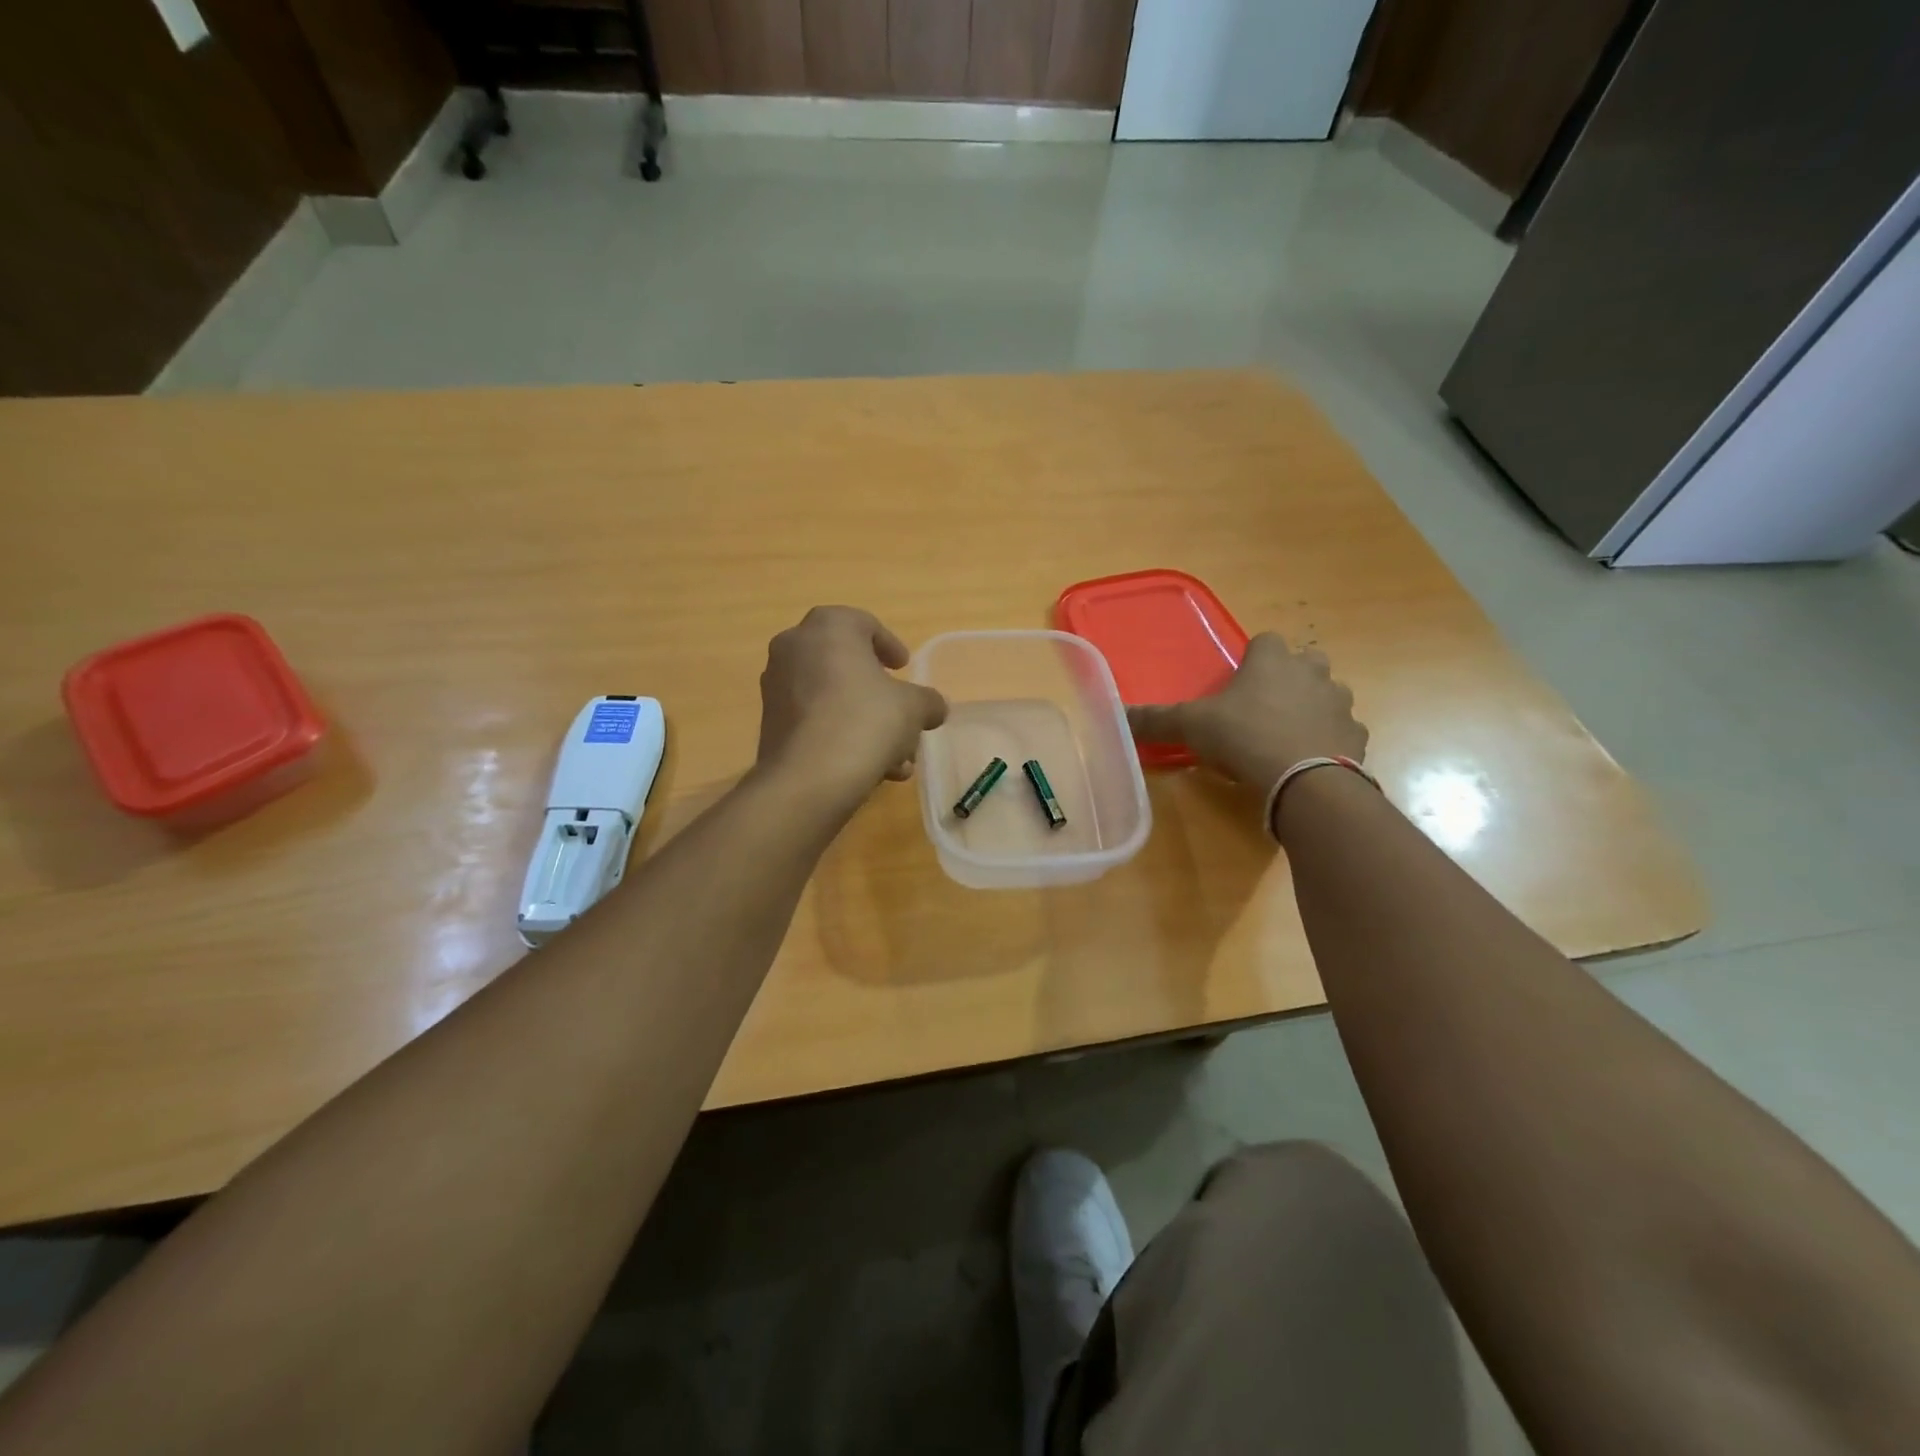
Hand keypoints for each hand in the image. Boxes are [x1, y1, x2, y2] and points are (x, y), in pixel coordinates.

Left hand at [755, 606, 948, 806]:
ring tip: (895, 757)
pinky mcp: (770, 723)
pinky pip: (814, 720)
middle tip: (900, 711)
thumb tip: (934, 707)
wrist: (808, 777)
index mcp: (829, 627)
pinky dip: (841, 736)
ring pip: (831, 698)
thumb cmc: (866, 722)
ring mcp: (776, 686)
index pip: (863, 624)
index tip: (904, 667)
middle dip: (877, 692)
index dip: (889, 645)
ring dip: (864, 722)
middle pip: (845, 664)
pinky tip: (870, 769)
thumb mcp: (914, 708)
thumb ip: (928, 701)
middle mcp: (794, 647)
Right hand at [1126, 633, 1366, 792]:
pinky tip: (1308, 762)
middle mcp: (1312, 673)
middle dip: (1290, 677)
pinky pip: (1342, 731)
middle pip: (1306, 661)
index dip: (1253, 658)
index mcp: (1273, 661)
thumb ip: (1155, 719)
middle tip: (1264, 706)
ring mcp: (1340, 704)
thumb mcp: (1191, 726)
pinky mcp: (1357, 737)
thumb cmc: (1244, 738)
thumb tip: (1115, 714)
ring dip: (1312, 709)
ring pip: (1329, 695)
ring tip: (1287, 737)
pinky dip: (1328, 741)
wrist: (1304, 781)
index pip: (1266, 640)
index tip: (1239, 682)